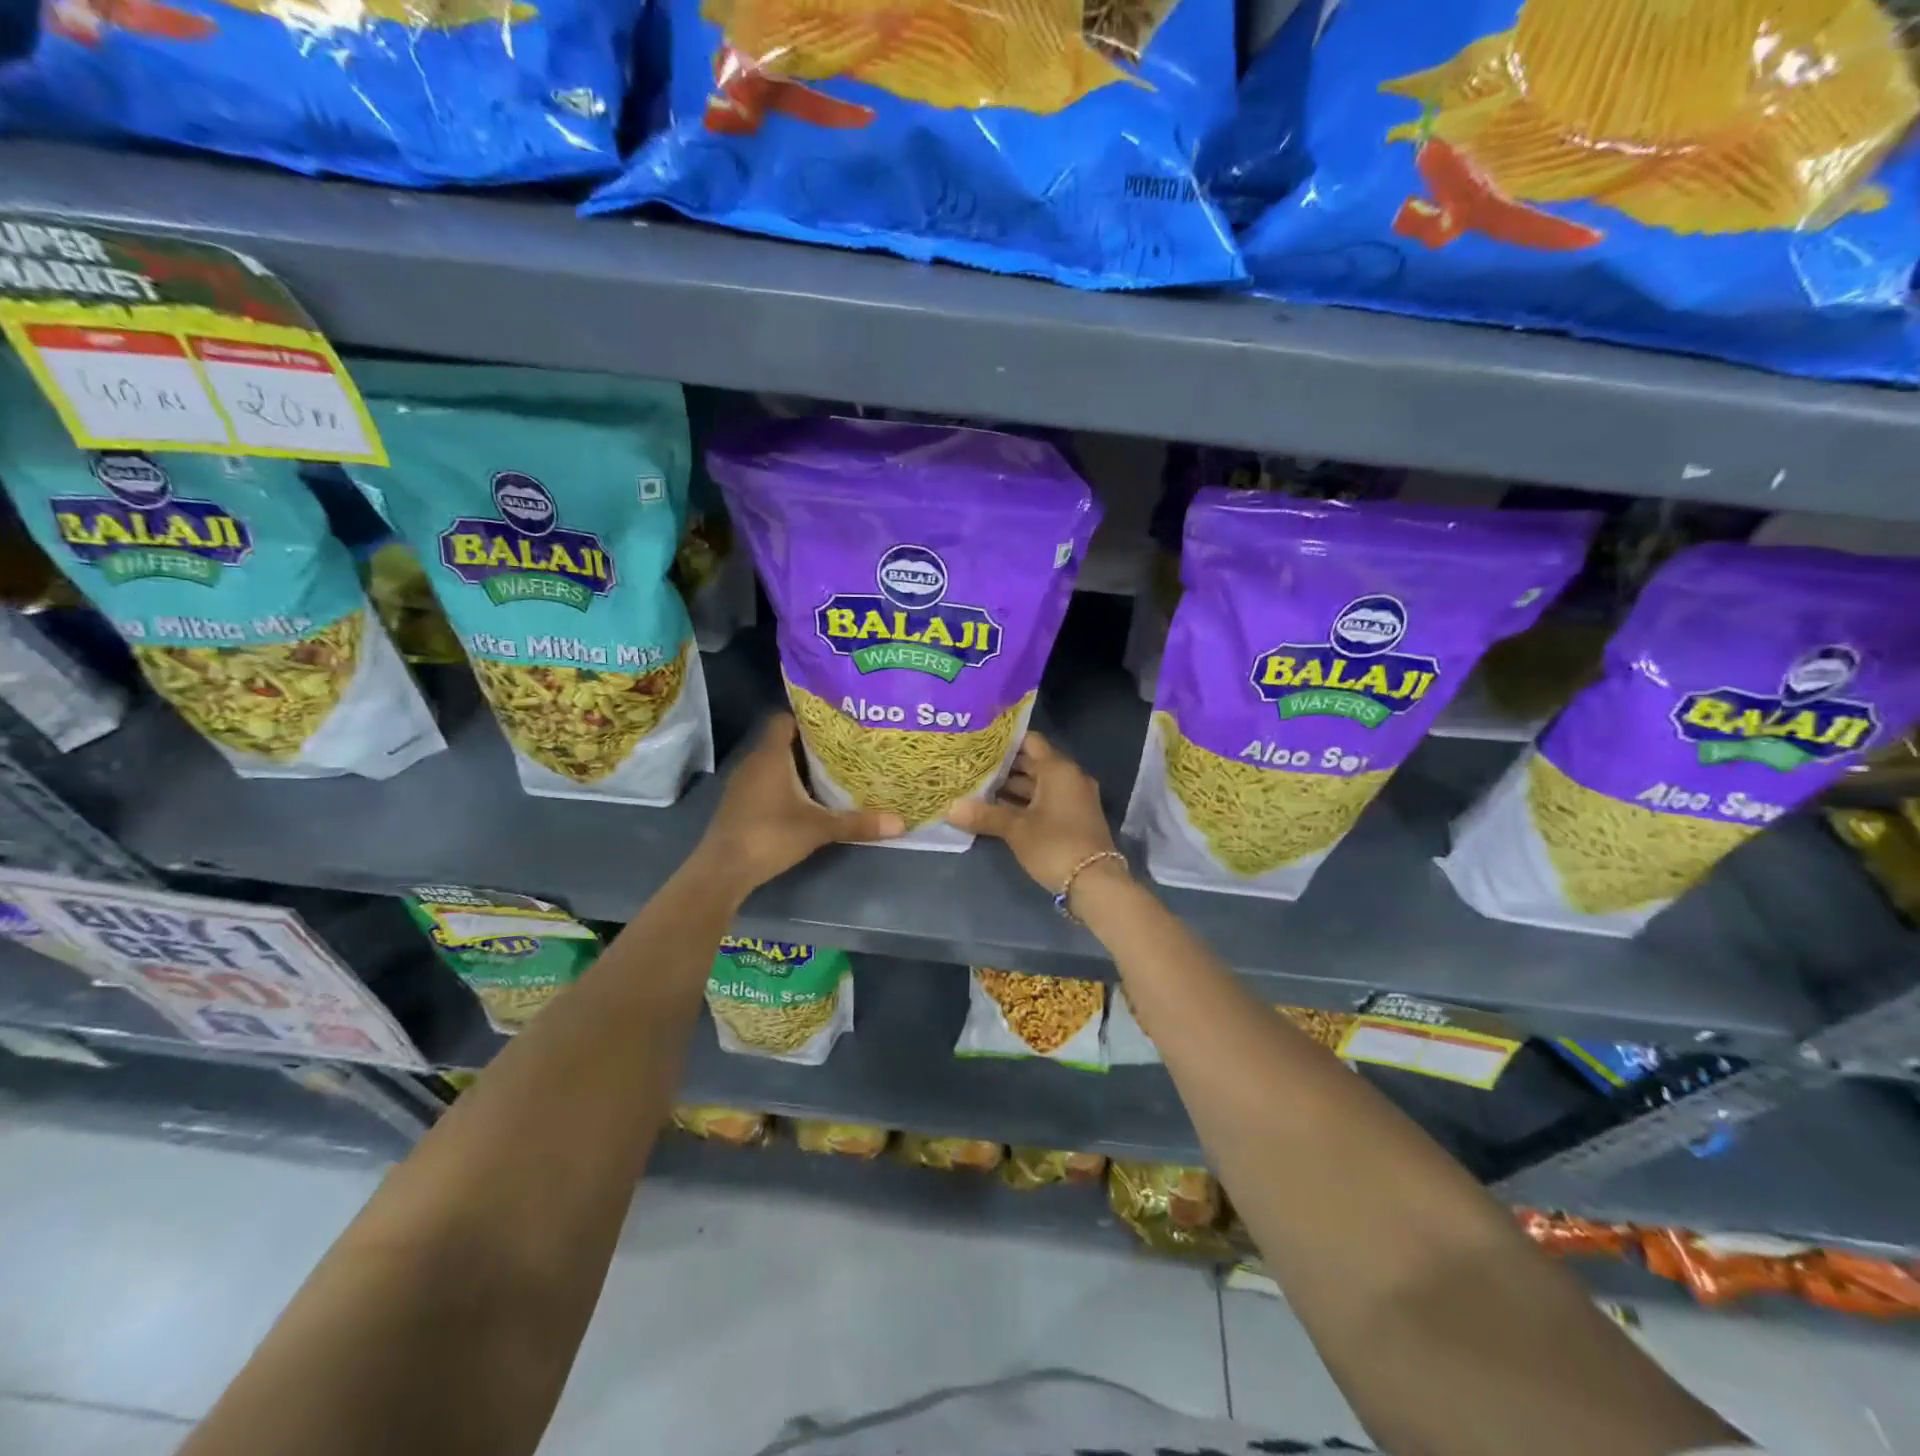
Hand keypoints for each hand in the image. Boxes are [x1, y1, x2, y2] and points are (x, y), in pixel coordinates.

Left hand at [696, 715, 904, 895]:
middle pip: (783, 741)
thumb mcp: (819, 829)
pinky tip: (807, 797)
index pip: (785, 719)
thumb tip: (901, 823)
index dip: (808, 718)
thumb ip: (858, 823)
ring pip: (774, 763)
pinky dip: (785, 784)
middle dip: (811, 744)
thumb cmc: (770, 835)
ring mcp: (743, 784)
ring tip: (831, 771)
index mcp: (770, 756)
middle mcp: (754, 762)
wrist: (723, 869)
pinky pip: (766, 782)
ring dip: (798, 766)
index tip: (835, 724)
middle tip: (844, 747)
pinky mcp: (740, 803)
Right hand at [946, 730, 1119, 893]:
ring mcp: (1074, 798)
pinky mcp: (1074, 818)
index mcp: (1058, 769)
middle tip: (972, 767)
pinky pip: (1046, 800)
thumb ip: (984, 815)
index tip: (979, 742)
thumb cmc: (1055, 845)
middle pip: (1033, 763)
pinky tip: (998, 810)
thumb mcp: (1016, 830)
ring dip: (1012, 787)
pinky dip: (1024, 802)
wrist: (1095, 883)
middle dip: (1004, 766)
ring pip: (1038, 784)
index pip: (1030, 741)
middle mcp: (1069, 777)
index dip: (1005, 740)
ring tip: (978, 788)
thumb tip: (950, 808)